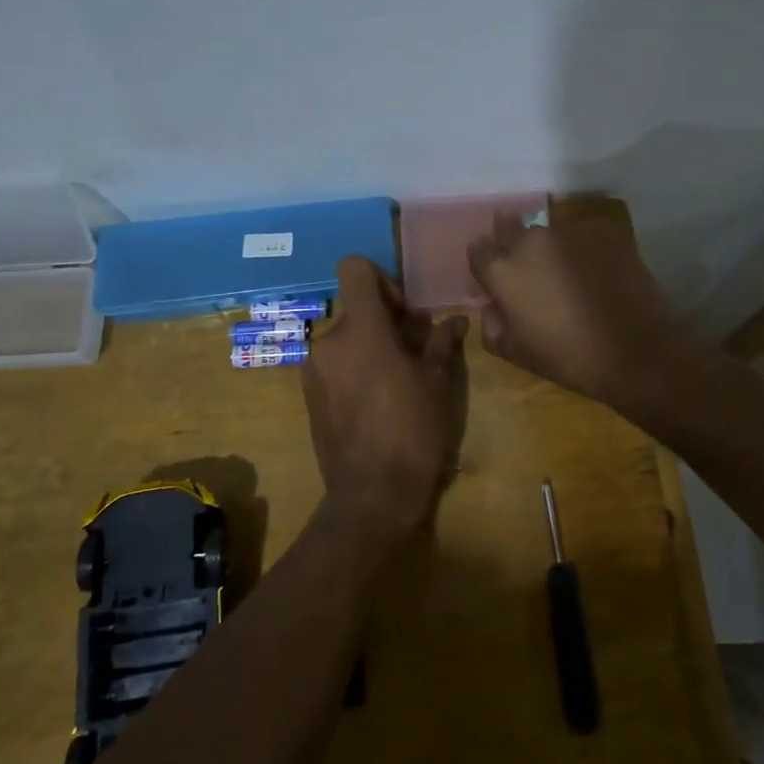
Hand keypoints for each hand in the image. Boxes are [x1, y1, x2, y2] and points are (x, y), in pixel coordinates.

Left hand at [302, 257, 469, 543]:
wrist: (372, 494)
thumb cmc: (412, 429)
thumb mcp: (437, 382)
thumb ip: (441, 342)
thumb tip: (455, 321)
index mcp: (360, 328)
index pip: (354, 268)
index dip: (381, 279)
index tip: (403, 311)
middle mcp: (328, 341)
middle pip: (354, 308)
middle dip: (383, 320)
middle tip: (413, 349)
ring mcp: (312, 370)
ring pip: (345, 338)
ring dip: (369, 345)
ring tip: (397, 379)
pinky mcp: (308, 396)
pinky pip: (334, 364)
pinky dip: (354, 368)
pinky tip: (377, 400)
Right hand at [467, 209, 698, 406]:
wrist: (636, 350)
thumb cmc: (568, 357)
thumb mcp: (516, 353)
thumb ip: (492, 324)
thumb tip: (491, 305)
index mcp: (504, 270)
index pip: (479, 250)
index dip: (485, 263)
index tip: (494, 277)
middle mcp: (532, 239)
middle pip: (510, 227)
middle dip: (512, 242)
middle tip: (530, 269)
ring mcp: (570, 230)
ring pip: (550, 232)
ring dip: (551, 248)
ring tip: (570, 275)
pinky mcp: (604, 230)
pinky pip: (584, 235)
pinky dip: (584, 249)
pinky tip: (598, 272)